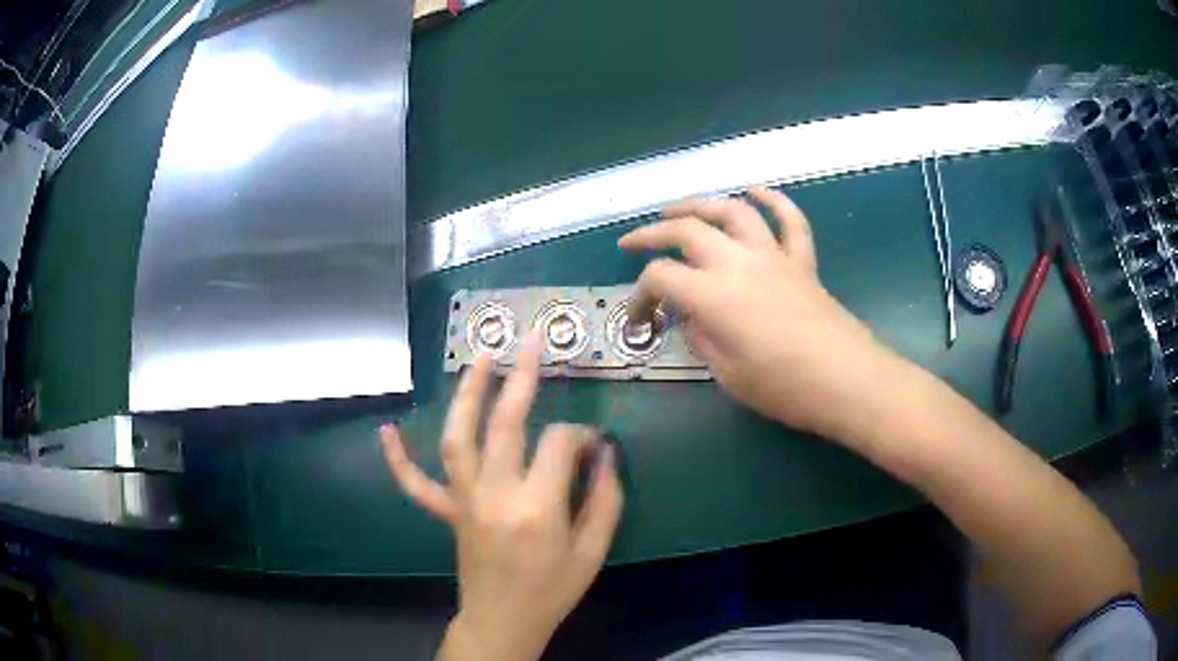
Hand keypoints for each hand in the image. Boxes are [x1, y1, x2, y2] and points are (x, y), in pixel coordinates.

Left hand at [380, 337, 623, 660]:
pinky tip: (386, 429)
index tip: (595, 445)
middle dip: (521, 376)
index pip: (560, 443)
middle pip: (505, 423)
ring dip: (466, 394)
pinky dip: (398, 458)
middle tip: (531, 341)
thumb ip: (606, 500)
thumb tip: (604, 454)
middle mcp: (495, 495)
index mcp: (538, 507)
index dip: (582, 435)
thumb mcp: (593, 552)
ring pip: (458, 438)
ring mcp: (464, 501)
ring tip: (480, 358)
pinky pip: (416, 484)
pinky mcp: (448, 512)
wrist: (504, 621)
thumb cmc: (553, 591)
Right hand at [619, 186, 894, 441]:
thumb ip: (703, 339)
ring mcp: (774, 256)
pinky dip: (773, 200)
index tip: (639, 318)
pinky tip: (755, 191)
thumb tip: (693, 319)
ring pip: (734, 211)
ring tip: (681, 209)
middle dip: (654, 232)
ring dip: (702, 203)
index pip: (662, 277)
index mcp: (713, 295)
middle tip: (634, 241)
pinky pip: (789, 221)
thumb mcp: (728, 374)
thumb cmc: (784, 387)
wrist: (846, 380)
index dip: (640, 295)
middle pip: (688, 230)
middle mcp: (739, 263)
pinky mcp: (802, 261)